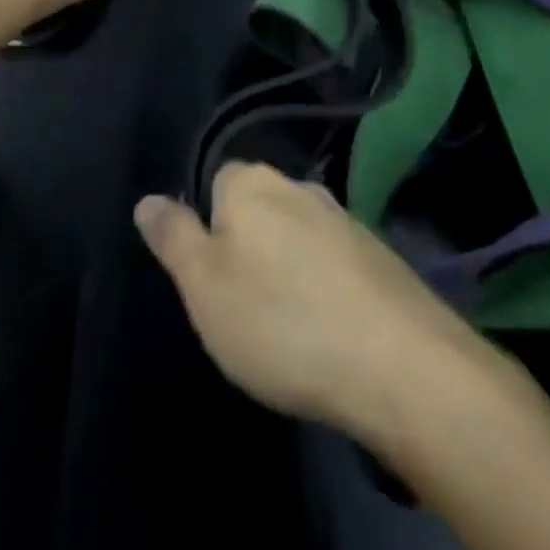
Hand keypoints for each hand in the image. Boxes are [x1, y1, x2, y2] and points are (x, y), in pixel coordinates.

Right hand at [135, 163, 507, 446]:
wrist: (401, 367)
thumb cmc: (281, 323)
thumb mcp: (204, 286)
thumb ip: (173, 237)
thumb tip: (148, 199)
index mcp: (252, 183)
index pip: (214, 182)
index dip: (206, 227)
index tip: (211, 278)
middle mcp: (300, 187)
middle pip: (258, 208)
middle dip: (247, 247)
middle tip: (243, 308)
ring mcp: (347, 220)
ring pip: (298, 236)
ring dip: (288, 269)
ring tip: (287, 327)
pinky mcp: (382, 257)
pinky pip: (335, 263)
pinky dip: (326, 288)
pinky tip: (330, 332)